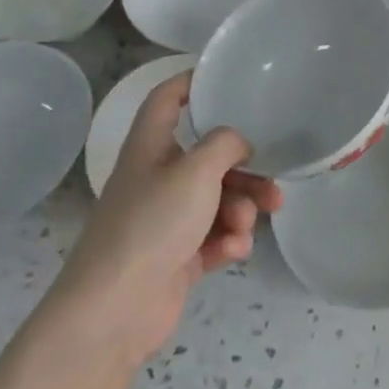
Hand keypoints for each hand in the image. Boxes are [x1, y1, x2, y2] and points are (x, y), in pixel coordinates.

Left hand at [47, 72, 280, 373]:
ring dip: (241, 210)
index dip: (193, 81)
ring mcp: (167, 219)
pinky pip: (214, 236)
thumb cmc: (152, 224)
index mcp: (151, 146)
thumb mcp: (195, 171)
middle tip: (273, 182)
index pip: (167, 98)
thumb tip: (239, 142)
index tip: (228, 78)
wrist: (115, 310)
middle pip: (208, 157)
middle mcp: (157, 177)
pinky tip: (232, 252)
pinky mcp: (177, 255)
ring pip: (218, 199)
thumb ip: (225, 144)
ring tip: (248, 226)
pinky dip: (227, 240)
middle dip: (245, 170)